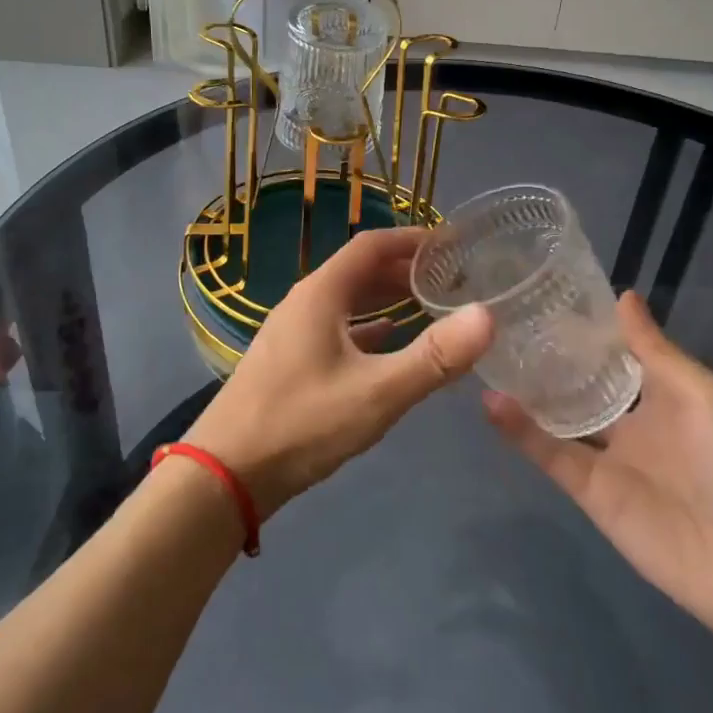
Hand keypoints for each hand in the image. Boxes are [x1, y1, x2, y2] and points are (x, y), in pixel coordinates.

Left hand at [186, 227, 492, 518]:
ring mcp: (292, 333)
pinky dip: (366, 327)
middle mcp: (304, 303)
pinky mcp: (288, 361)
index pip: (371, 245)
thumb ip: (434, 357)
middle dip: (404, 269)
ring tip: (427, 304)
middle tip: (450, 277)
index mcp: (320, 294)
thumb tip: (487, 315)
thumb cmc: (302, 424)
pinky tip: (386, 341)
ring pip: (347, 301)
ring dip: (385, 297)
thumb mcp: (377, 393)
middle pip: (359, 271)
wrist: (225, 474)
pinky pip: (336, 329)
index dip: (412, 238)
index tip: (452, 243)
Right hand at [483, 291, 712, 658]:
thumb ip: (655, 351)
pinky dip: (520, 431)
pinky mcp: (590, 493)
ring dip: (525, 391)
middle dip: (547, 357)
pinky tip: (491, 402)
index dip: (585, 329)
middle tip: (500, 319)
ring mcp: (609, 458)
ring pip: (557, 417)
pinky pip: (551, 455)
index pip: (616, 354)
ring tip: (483, 353)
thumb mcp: (705, 395)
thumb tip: (623, 296)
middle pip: (581, 384)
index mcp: (666, 394)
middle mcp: (633, 422)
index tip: (544, 294)